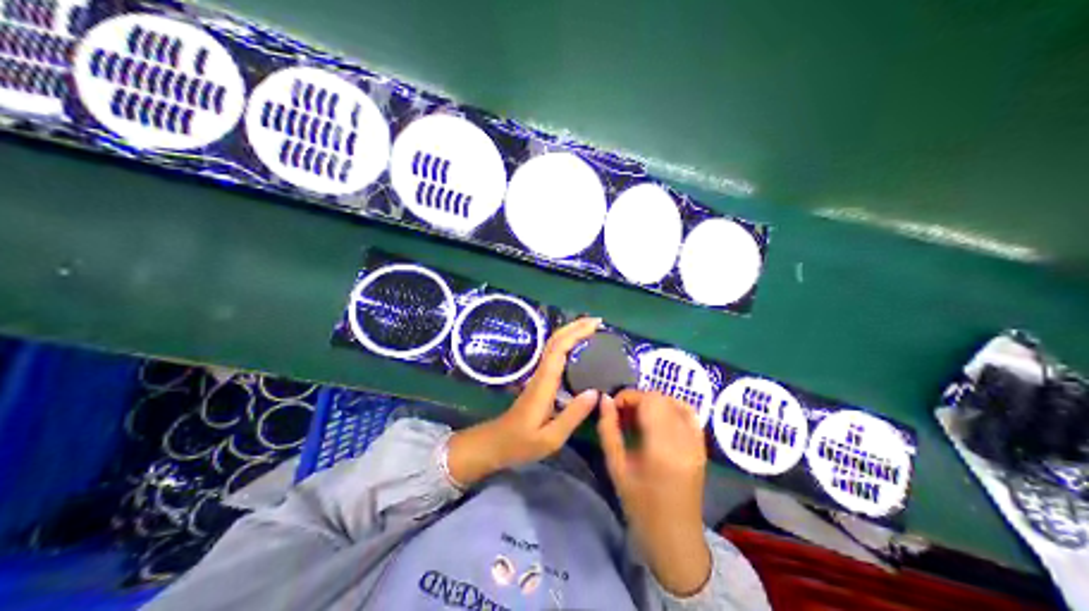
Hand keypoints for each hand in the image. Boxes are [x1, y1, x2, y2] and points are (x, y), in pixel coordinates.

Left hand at [449, 320, 603, 485]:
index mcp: (544, 384)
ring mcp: (538, 378)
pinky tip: (578, 350)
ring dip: (570, 334)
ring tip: (591, 330)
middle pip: (555, 342)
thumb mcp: (551, 438)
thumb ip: (573, 416)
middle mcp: (540, 375)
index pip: (559, 350)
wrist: (494, 445)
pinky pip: (554, 357)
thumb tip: (595, 393)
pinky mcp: (538, 383)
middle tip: (598, 322)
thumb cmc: (520, 444)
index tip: (596, 325)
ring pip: (553, 347)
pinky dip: (567, 346)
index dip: (576, 333)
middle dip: (575, 327)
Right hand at [600, 392, 711, 595]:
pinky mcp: (702, 447)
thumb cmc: (641, 508)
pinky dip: (673, 410)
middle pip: (663, 399)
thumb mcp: (617, 470)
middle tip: (622, 415)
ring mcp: (697, 443)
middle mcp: (684, 440)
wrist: (675, 538)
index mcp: (662, 448)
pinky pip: (690, 416)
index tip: (613, 408)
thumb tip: (604, 400)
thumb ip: (609, 432)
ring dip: (656, 403)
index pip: (649, 401)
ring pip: (677, 403)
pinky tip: (658, 422)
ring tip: (639, 418)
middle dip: (640, 399)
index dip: (629, 396)